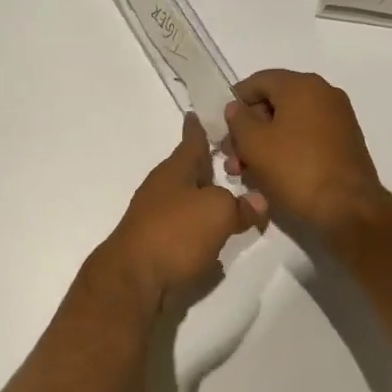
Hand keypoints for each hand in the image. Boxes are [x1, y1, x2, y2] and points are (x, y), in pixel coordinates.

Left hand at [97, 115, 266, 310]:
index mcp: (174, 171)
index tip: (196, 113)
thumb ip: (241, 204)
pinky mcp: (155, 243)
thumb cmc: (175, 233)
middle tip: (233, 160)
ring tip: (231, 199)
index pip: (191, 141)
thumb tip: (258, 201)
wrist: (133, 279)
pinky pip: (184, 226)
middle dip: (208, 166)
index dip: (197, 128)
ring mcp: (155, 216)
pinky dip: (199, 226)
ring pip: (187, 199)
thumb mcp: (218, 211)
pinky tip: (214, 235)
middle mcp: (162, 188)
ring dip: (206, 198)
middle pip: (188, 171)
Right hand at [222, 69, 384, 233]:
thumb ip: (238, 119)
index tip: (223, 129)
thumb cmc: (295, 168)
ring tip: (245, 171)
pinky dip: (286, 149)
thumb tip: (237, 108)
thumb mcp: (253, 143)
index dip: (235, 102)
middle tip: (232, 157)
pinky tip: (270, 174)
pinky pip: (306, 137)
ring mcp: (337, 118)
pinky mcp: (344, 142)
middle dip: (248, 129)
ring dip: (263, 143)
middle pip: (273, 103)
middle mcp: (323, 94)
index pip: (258, 81)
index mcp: (301, 85)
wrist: (348, 207)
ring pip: (289, 123)